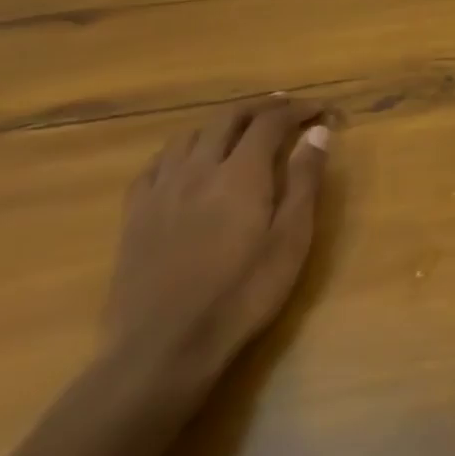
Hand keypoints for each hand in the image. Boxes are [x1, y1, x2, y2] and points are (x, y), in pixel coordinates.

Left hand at [103, 97, 329, 385]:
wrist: (163, 347)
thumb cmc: (243, 293)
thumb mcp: (290, 239)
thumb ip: (303, 181)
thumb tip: (317, 132)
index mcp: (240, 174)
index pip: (269, 122)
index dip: (297, 109)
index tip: (320, 109)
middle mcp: (197, 170)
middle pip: (226, 119)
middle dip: (260, 108)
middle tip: (286, 109)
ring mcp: (160, 192)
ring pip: (188, 136)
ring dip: (220, 123)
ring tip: (241, 129)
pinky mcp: (134, 216)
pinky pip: (156, 164)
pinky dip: (182, 150)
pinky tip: (188, 163)